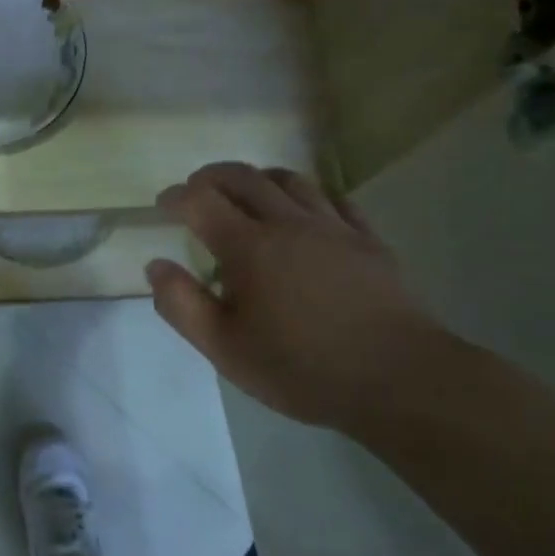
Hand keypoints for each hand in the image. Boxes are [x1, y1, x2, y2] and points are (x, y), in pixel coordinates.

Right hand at [145, 162, 444, 432]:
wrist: (398, 379)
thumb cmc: (302, 368)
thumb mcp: (225, 349)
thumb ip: (182, 305)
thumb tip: (156, 266)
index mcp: (249, 247)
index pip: (201, 201)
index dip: (177, 197)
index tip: (163, 205)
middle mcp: (288, 223)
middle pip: (244, 178)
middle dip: (212, 176)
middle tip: (196, 188)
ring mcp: (334, 228)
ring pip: (291, 180)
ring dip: (259, 178)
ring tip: (247, 191)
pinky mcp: (369, 241)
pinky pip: (336, 200)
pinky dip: (310, 195)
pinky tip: (308, 210)